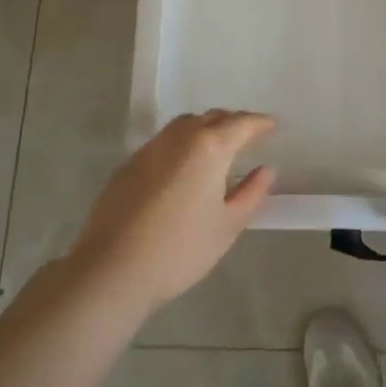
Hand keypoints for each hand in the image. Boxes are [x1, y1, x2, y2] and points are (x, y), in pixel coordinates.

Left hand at [67, 110, 276, 318]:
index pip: (240, 123)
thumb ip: (251, 193)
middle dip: (231, 122)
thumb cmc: (181, 249)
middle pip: (210, 118)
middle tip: (246, 136)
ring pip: (183, 126)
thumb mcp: (227, 226)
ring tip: (215, 148)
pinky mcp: (127, 165)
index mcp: (209, 147)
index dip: (259, 123)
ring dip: (203, 128)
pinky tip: (181, 169)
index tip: (271, 126)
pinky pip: (162, 143)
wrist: (114, 268)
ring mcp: (149, 149)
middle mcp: (179, 138)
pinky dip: (179, 145)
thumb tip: (265, 170)